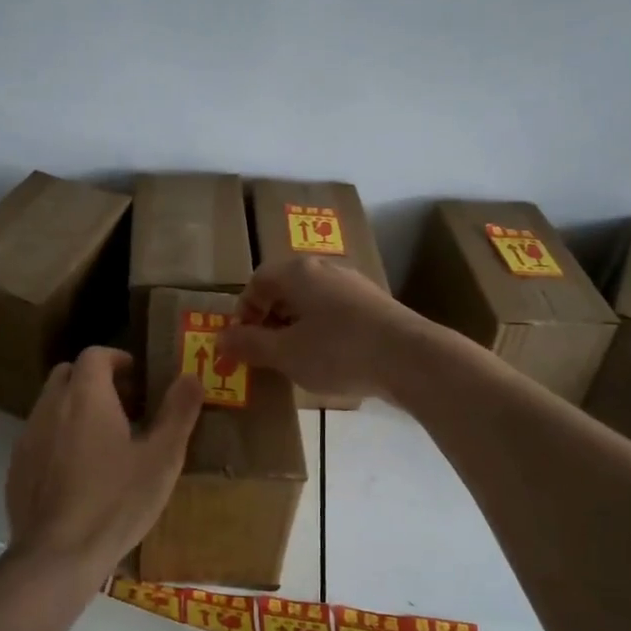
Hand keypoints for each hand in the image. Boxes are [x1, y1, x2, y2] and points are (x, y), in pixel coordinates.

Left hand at [5, 348, 203, 577]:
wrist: (58, 555)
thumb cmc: (117, 502)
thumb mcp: (162, 458)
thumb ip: (178, 412)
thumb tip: (191, 376)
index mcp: (86, 397)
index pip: (95, 354)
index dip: (117, 359)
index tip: (137, 377)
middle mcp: (51, 407)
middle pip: (68, 374)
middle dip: (94, 380)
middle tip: (124, 406)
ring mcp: (28, 437)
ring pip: (50, 405)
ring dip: (75, 409)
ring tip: (103, 440)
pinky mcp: (16, 468)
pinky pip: (38, 437)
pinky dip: (58, 438)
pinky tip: (77, 472)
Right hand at [218, 257, 425, 400]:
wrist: (409, 358)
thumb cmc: (337, 351)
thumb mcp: (285, 353)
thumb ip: (250, 345)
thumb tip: (221, 339)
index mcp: (298, 272)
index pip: (258, 281)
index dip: (244, 311)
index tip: (243, 342)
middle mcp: (325, 269)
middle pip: (285, 289)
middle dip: (269, 320)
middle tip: (266, 353)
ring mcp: (354, 285)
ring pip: (312, 303)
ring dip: (296, 328)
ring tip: (296, 360)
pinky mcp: (375, 306)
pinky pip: (335, 314)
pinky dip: (322, 333)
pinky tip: (330, 361)